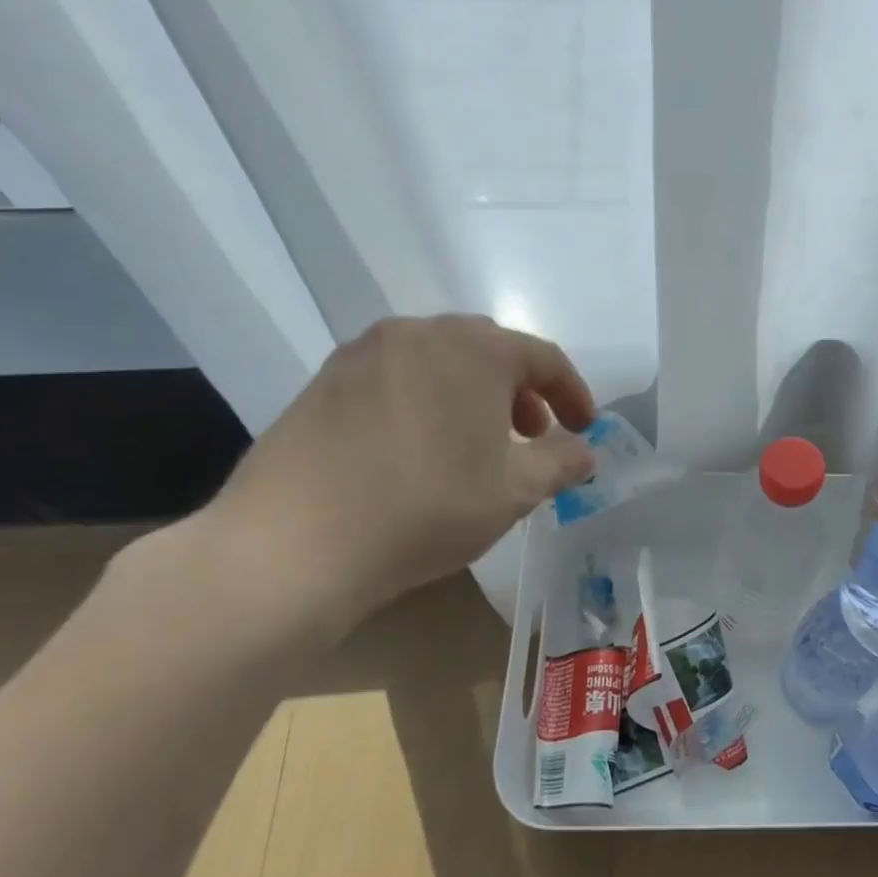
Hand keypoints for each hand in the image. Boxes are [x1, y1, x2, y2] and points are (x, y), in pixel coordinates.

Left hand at [203, 314, 596, 629]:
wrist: (292, 544)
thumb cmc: (426, 508)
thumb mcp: (515, 491)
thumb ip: (562, 462)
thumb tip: (584, 452)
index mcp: (475, 348)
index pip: (543, 358)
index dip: (573, 393)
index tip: (585, 428)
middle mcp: (420, 333)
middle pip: (490, 351)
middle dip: (521, 391)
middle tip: (532, 435)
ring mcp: (365, 353)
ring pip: (440, 361)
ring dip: (472, 393)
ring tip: (477, 443)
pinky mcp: (325, 381)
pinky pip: (396, 377)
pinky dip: (426, 400)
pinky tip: (420, 448)